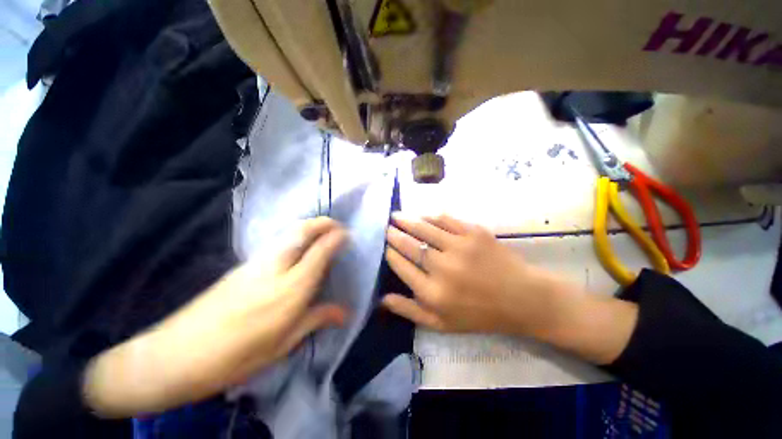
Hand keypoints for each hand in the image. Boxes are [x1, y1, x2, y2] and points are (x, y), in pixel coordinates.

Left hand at [84, 217, 347, 416]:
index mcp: (291, 289)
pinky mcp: (243, 265)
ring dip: (308, 227)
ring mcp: (256, 263)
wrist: (176, 354)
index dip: (336, 238)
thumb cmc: (236, 356)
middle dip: (322, 223)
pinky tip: (296, 249)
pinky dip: (294, 237)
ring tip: (321, 232)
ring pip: (288, 234)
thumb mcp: (283, 344)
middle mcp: (276, 268)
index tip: (347, 234)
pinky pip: (278, 243)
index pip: (320, 252)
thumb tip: (344, 313)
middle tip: (336, 224)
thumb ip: (316, 319)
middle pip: (302, 232)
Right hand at [383, 214, 637, 363]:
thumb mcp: (441, 324)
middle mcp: (443, 268)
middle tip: (385, 226)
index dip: (390, 253)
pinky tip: (422, 215)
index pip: (402, 265)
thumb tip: (382, 298)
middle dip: (394, 234)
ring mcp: (460, 247)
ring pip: (425, 228)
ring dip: (407, 220)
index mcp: (433, 293)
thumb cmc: (480, 315)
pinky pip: (446, 220)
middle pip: (410, 245)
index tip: (384, 245)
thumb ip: (410, 311)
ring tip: (396, 215)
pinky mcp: (474, 233)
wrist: (522, 299)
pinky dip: (431, 216)